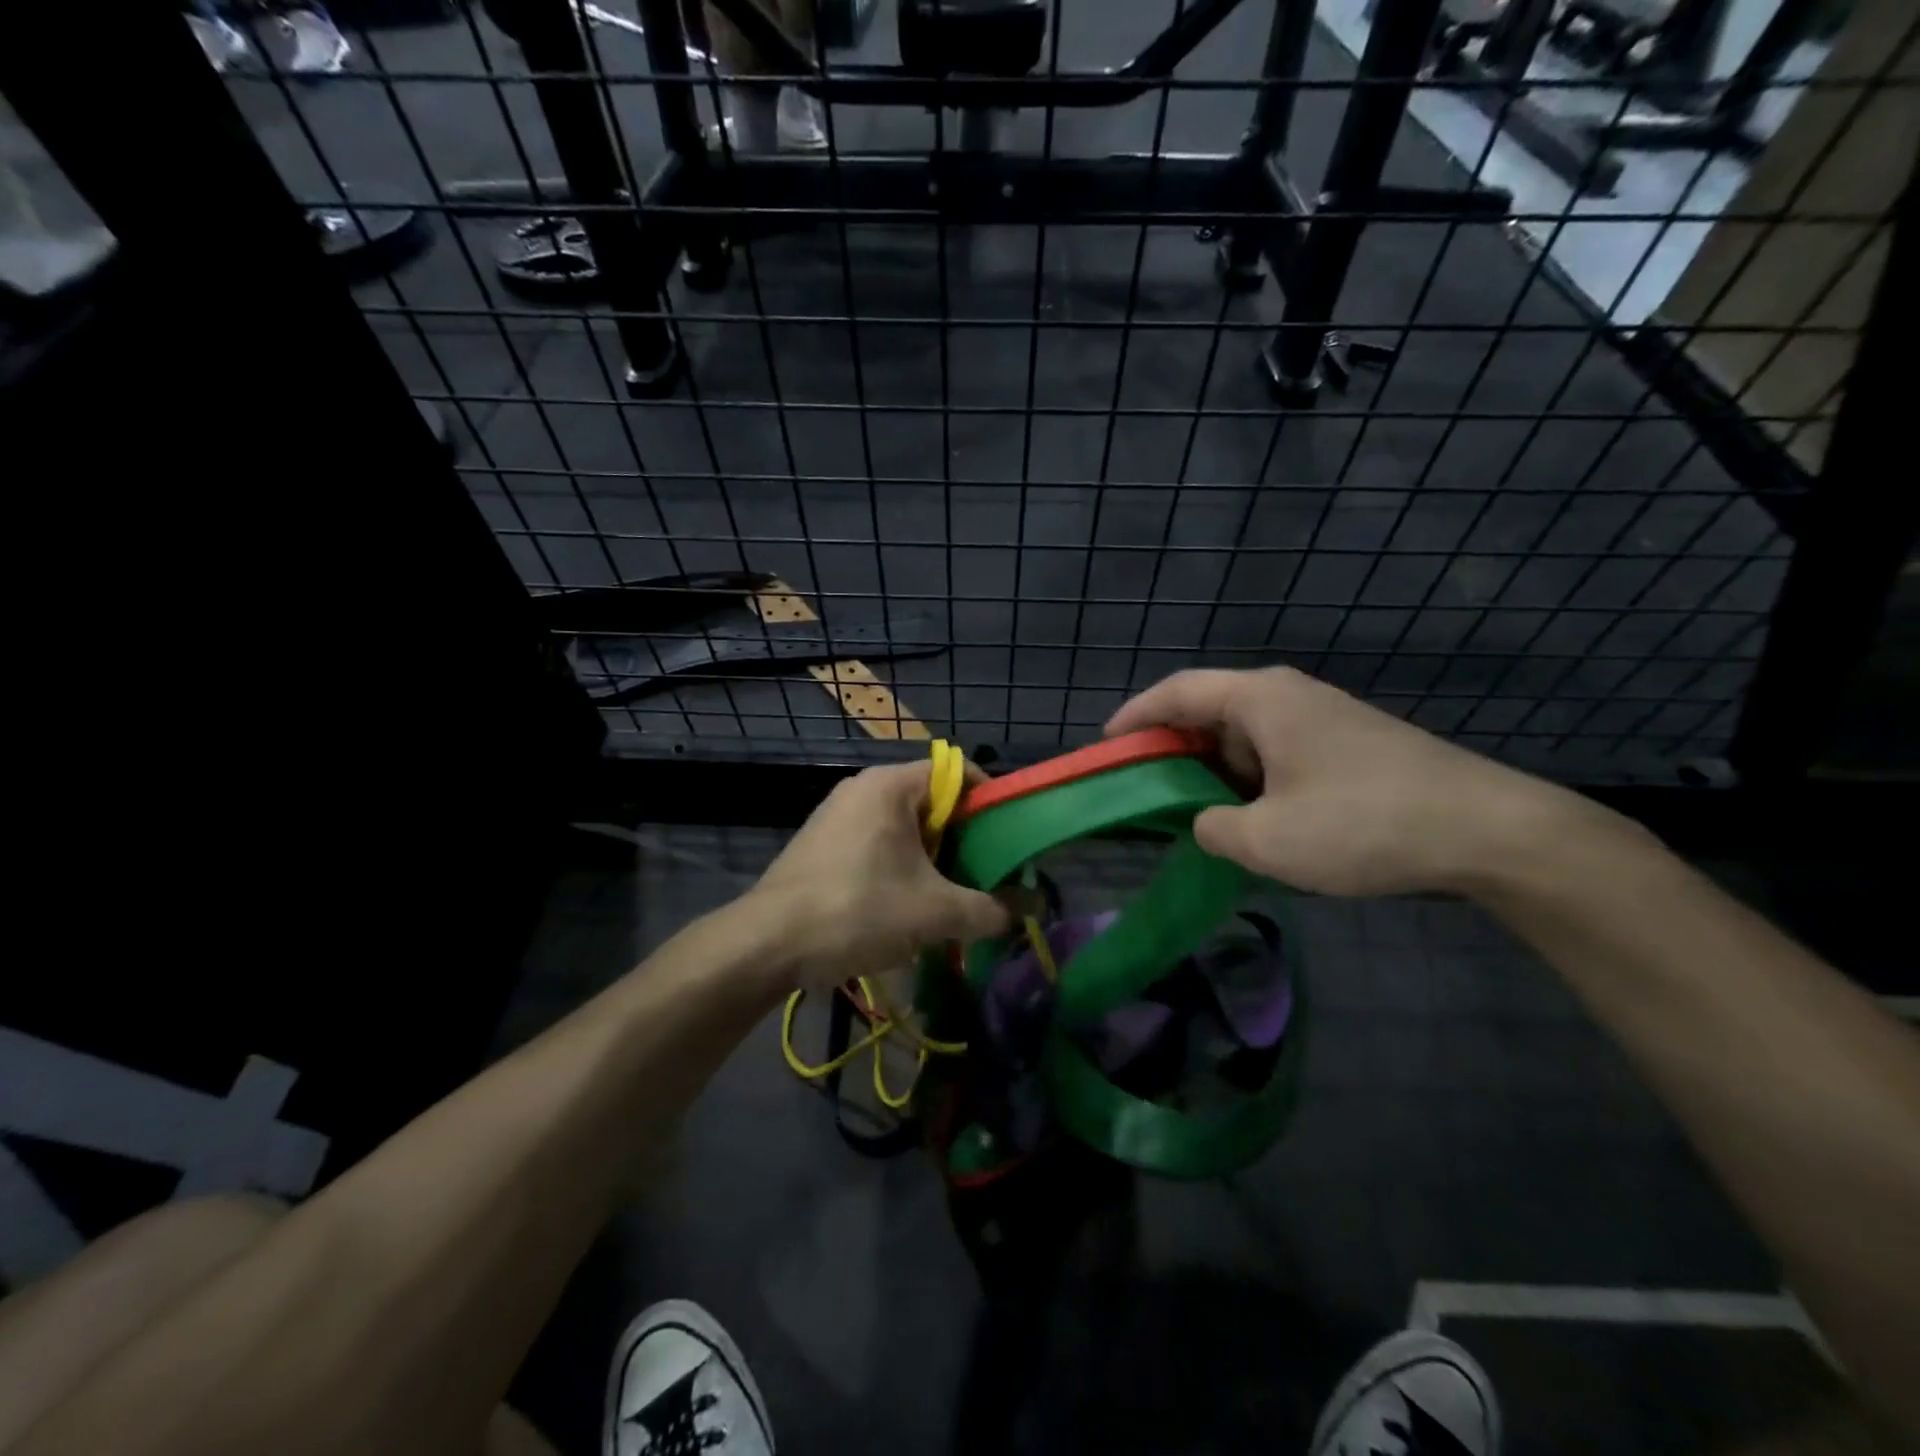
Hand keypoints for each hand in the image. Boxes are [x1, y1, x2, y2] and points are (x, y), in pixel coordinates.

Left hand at [745, 762, 1011, 986]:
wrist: (766, 942)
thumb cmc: (857, 909)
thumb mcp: (933, 913)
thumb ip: (988, 910)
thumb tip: (1026, 913)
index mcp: (891, 785)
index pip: (958, 771)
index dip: (990, 801)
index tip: (1008, 840)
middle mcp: (863, 788)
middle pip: (932, 801)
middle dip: (963, 839)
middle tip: (984, 876)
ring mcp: (837, 815)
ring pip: (903, 827)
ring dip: (932, 859)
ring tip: (950, 898)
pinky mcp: (821, 843)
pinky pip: (876, 843)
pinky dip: (899, 867)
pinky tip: (905, 907)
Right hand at [1107, 667, 1603, 896]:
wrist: (1489, 831)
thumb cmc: (1363, 823)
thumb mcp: (1267, 840)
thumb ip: (1212, 829)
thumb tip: (1205, 821)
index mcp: (1259, 700)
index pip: (1175, 692)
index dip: (1133, 717)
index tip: (1104, 748)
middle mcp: (1287, 696)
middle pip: (1208, 711)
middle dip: (1170, 750)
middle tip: (1142, 790)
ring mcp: (1322, 718)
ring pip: (1244, 737)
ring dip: (1212, 771)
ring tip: (1190, 812)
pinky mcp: (1346, 746)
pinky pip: (1276, 754)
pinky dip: (1249, 781)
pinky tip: (1250, 818)